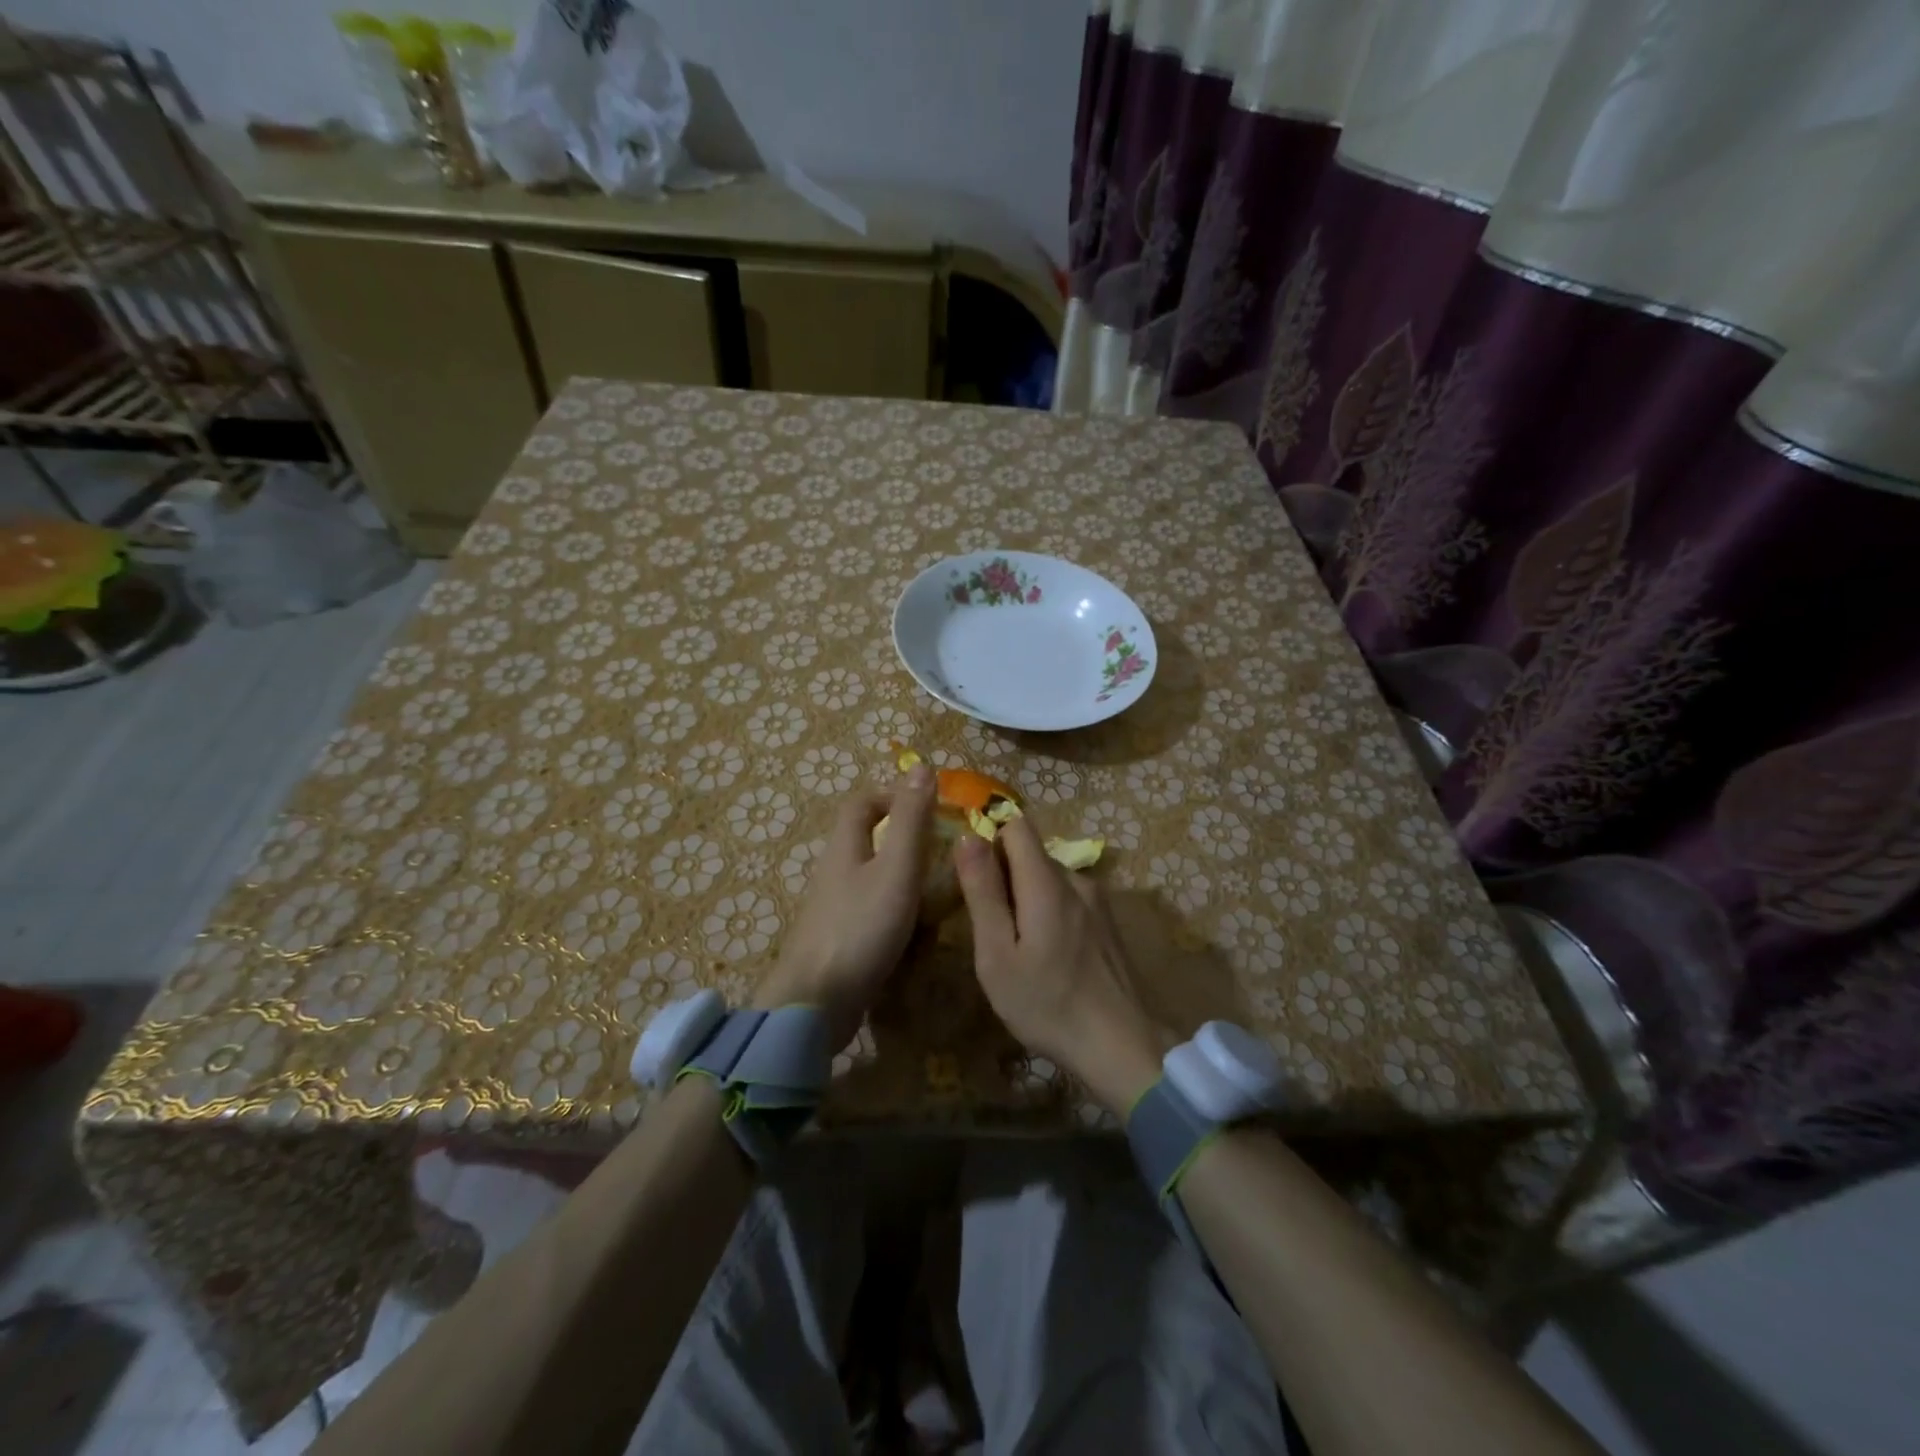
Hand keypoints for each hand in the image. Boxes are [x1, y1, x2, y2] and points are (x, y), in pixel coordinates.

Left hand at [757, 767, 937, 1047]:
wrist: (815, 1003)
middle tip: (940, 850)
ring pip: (868, 876)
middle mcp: (834, 872)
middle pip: (863, 838)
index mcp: (844, 847)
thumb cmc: (861, 928)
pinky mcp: (837, 940)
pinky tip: (913, 928)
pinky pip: (867, 910)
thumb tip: (920, 766)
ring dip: (898, 874)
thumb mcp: (896, 869)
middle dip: (900, 836)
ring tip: (935, 888)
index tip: (929, 807)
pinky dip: (892, 908)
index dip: (892, 795)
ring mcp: (832, 909)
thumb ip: (911, 820)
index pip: (862, 803)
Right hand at [954, 818, 1165, 1117]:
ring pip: (1049, 879)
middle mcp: (1076, 879)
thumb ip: (983, 892)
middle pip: (1031, 854)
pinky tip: (1048, 958)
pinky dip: (1049, 914)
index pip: (1016, 824)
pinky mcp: (1108, 923)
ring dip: (1027, 899)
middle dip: (1004, 876)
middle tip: (990, 928)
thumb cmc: (1048, 1004)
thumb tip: (968, 836)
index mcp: (1047, 882)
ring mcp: (1097, 901)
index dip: (989, 836)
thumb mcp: (998, 955)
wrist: (1123, 1046)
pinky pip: (1068, 899)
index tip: (972, 874)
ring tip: (1018, 950)